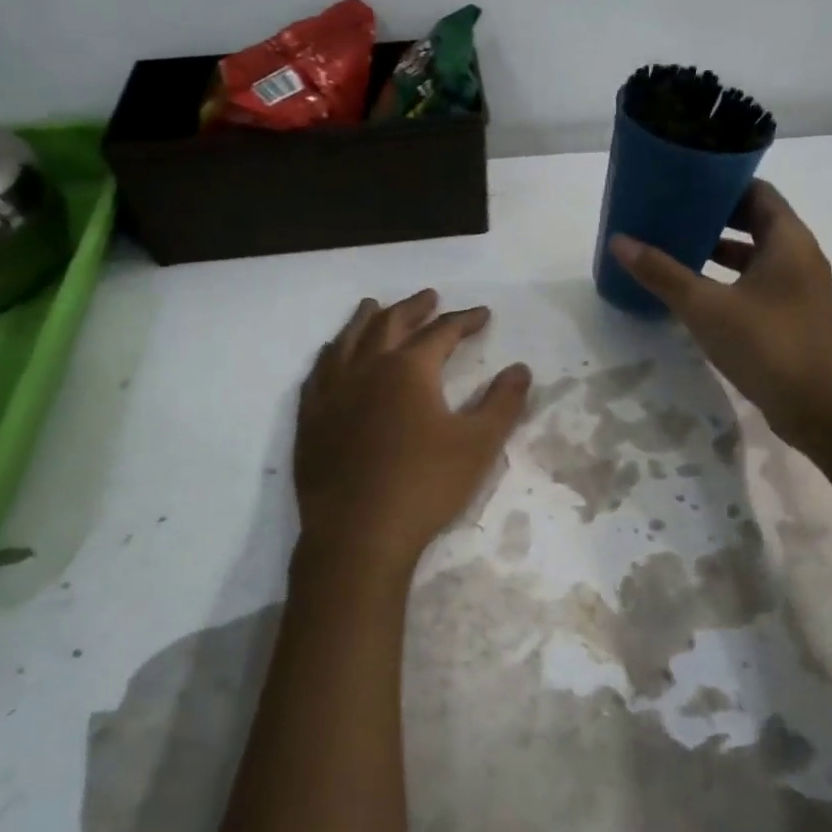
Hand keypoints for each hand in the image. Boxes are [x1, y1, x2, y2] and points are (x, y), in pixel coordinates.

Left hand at [293, 290, 531, 597]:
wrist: (358, 535)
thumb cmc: (425, 486)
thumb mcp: (478, 445)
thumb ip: (503, 402)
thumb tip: (520, 368)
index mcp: (409, 369)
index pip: (441, 332)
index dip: (464, 320)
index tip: (481, 314)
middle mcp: (366, 368)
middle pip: (390, 323)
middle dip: (413, 307)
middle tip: (429, 296)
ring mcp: (332, 392)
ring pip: (348, 340)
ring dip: (366, 319)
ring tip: (374, 305)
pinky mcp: (310, 418)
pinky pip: (318, 372)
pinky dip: (331, 354)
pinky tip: (331, 355)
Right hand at [608, 181, 831, 446]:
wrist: (822, 408)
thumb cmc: (767, 344)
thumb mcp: (706, 307)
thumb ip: (663, 273)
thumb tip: (620, 241)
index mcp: (787, 239)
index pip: (756, 191)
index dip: (721, 184)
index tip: (683, 183)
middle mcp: (798, 256)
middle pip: (755, 221)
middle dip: (713, 217)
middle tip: (670, 213)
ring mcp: (797, 289)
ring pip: (754, 256)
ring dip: (718, 250)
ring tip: (675, 248)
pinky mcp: (790, 317)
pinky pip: (755, 284)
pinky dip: (727, 280)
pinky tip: (694, 294)